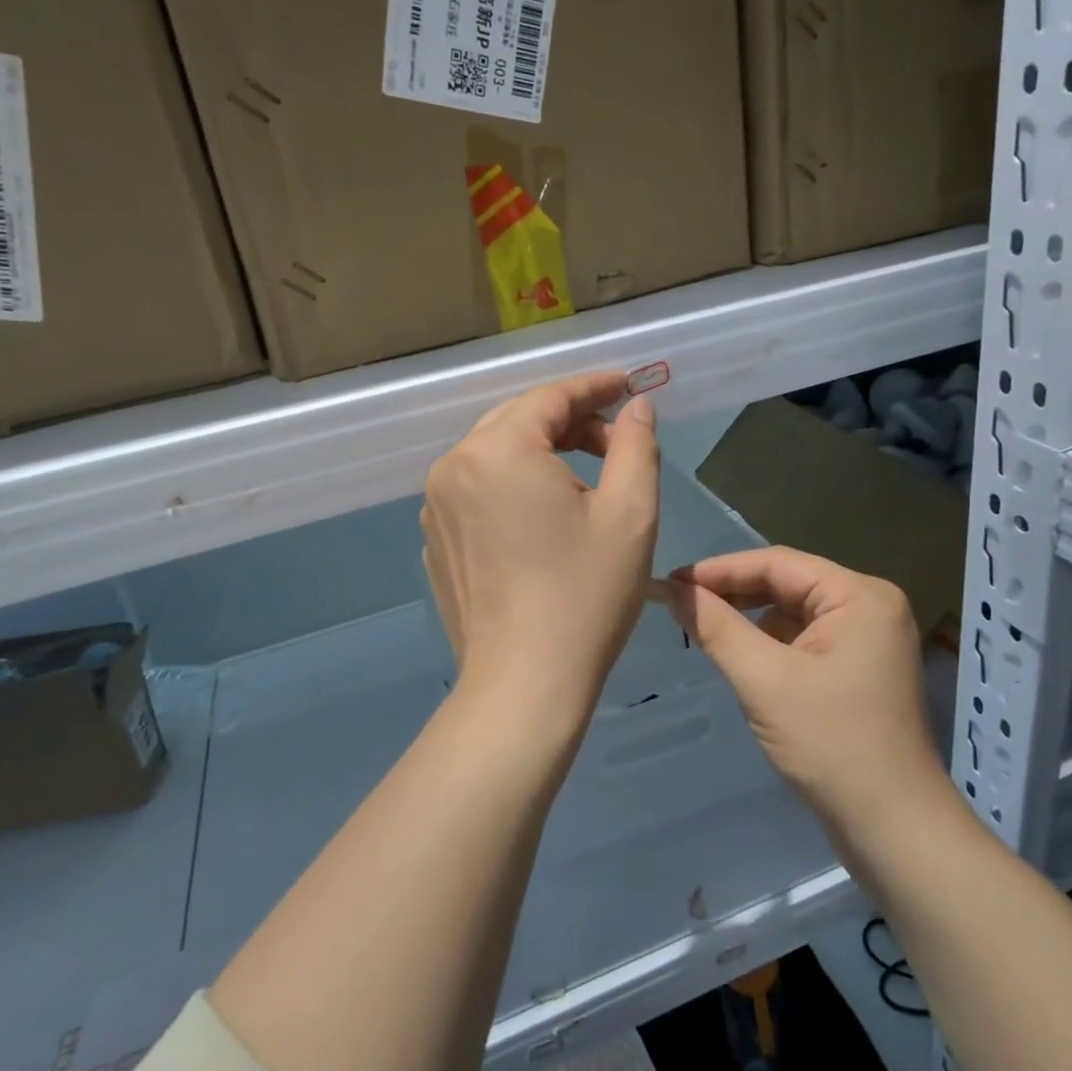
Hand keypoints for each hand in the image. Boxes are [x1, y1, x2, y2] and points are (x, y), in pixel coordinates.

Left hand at [421, 372, 660, 740]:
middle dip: (571, 421)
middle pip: (519, 420)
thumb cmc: (585, 595)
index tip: (629, 386)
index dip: (594, 387)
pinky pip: (477, 490)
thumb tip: (635, 408)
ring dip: (542, 453)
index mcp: (498, 450)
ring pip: (496, 454)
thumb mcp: (630, 513)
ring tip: (587, 481)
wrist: (524, 684)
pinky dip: (513, 486)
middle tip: (618, 440)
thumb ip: (636, 445)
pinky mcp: (436, 539)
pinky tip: (544, 518)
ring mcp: (435, 505)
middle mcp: (454, 466)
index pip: (550, 396)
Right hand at [664, 547, 957, 844]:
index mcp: (859, 595)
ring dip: (749, 618)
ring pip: (793, 611)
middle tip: (681, 603)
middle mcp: (869, 606)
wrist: (894, 830)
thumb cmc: (831, 745)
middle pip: (787, 583)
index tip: (672, 582)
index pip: (777, 563)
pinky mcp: (860, 668)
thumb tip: (672, 589)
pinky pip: (805, 638)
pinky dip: (770, 642)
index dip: (720, 569)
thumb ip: (716, 627)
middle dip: (734, 593)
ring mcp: (869, 639)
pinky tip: (741, 656)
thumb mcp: (764, 680)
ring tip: (703, 627)